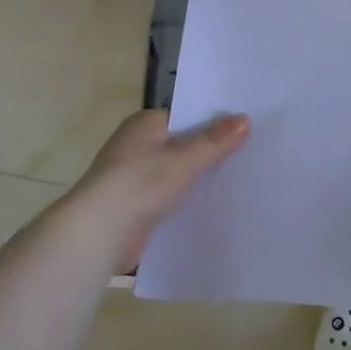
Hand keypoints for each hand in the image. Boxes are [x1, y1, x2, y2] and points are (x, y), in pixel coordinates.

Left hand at [68, 109, 249, 269]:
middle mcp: (136, 146)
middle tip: (249, 157)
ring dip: (198, 180)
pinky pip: (169, 198)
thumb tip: (245, 118)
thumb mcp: (185, 158)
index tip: (244, 131)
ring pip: (176, 174)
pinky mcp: (135, 206)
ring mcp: (133, 177)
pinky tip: (212, 208)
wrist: (101, 231)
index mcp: (144, 125)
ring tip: (239, 182)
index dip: (213, 124)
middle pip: (182, 145)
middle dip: (209, 153)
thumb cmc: (141, 182)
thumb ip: (216, 140)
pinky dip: (186, 202)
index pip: (185, 117)